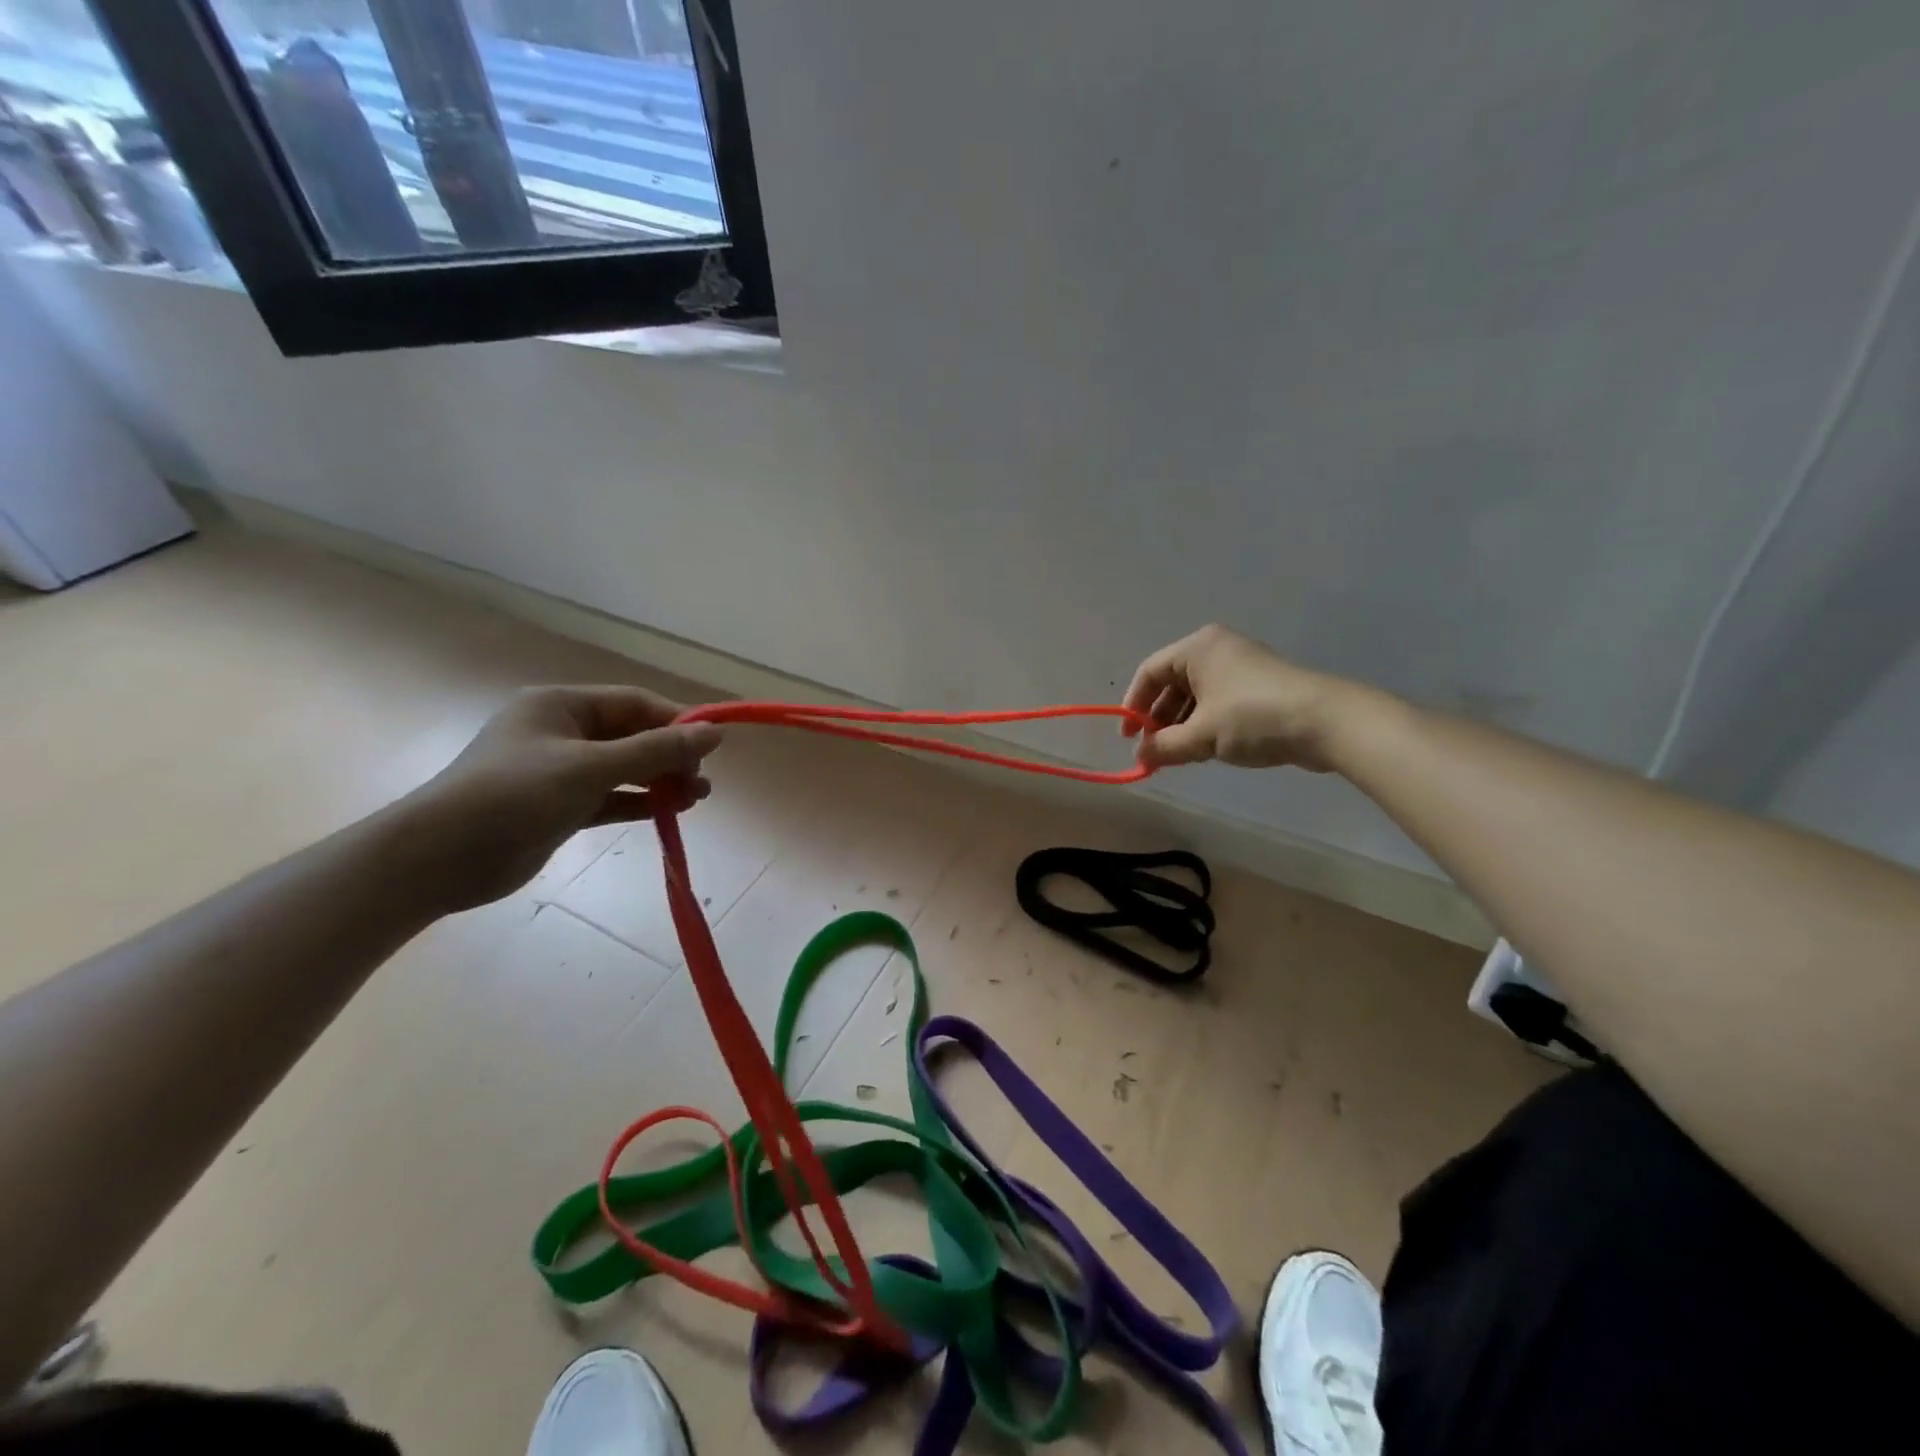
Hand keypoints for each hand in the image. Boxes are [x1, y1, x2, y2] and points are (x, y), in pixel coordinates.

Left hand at [404, 686, 723, 910]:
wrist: (438, 859)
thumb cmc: (514, 796)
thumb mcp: (590, 768)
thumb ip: (655, 751)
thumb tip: (715, 734)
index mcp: (561, 705)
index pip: (634, 703)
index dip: (676, 721)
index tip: (712, 746)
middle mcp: (562, 732)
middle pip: (633, 736)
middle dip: (671, 756)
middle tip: (702, 781)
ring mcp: (560, 771)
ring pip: (625, 769)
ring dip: (661, 781)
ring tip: (697, 799)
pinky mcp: (560, 807)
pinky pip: (612, 797)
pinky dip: (640, 802)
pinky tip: (670, 812)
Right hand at [1121, 625, 1350, 770]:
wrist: (1326, 722)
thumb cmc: (1252, 718)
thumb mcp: (1200, 735)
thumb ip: (1164, 746)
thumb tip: (1141, 756)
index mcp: (1197, 648)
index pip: (1149, 672)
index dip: (1133, 705)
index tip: (1129, 737)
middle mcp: (1217, 650)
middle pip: (1172, 684)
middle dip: (1159, 719)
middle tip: (1154, 751)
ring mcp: (1241, 667)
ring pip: (1196, 696)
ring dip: (1181, 726)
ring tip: (1179, 756)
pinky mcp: (1260, 687)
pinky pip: (1219, 702)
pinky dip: (1205, 725)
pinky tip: (1206, 750)